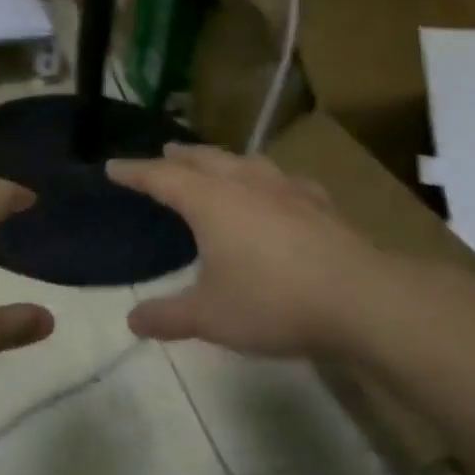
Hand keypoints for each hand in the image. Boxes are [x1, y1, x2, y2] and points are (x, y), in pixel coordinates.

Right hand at [110, 144, 390, 359]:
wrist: (360, 300)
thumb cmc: (273, 302)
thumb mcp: (209, 317)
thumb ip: (167, 317)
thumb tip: (132, 321)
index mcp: (211, 202)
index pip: (162, 177)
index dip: (135, 172)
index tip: (113, 167)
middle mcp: (246, 184)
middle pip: (204, 159)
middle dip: (179, 156)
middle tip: (164, 153)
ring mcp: (287, 190)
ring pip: (245, 162)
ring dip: (222, 160)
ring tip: (214, 164)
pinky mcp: (320, 204)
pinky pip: (283, 180)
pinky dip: (266, 179)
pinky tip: (276, 189)